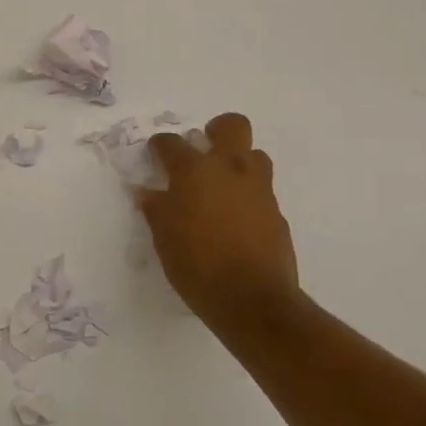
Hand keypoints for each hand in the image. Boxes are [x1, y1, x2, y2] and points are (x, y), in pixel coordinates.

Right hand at [138, 112, 299, 333]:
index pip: (171, 143)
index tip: (156, 155)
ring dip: (239, 163)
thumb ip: (155, 209)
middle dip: (217, 131)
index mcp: (194, 171)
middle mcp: (229, 169)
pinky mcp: (278, 213)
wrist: (252, 300)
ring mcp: (258, 190)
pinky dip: (248, 197)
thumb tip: (147, 193)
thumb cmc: (197, 265)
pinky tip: (236, 221)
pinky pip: (262, 192)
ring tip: (222, 187)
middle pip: (232, 126)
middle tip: (204, 150)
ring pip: (255, 155)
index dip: (160, 146)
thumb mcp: (164, 238)